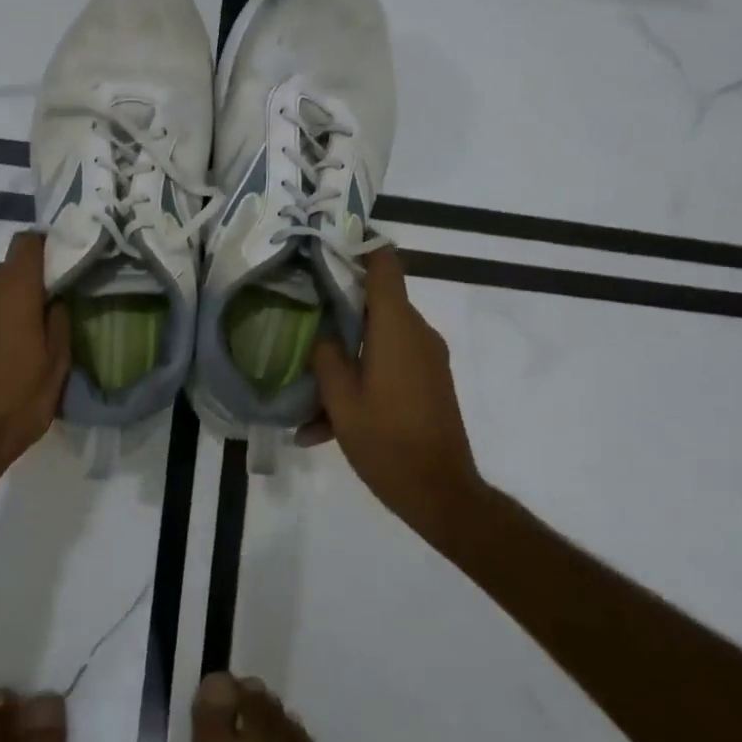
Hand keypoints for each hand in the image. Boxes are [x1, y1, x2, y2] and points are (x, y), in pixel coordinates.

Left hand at [0, 233, 71, 497]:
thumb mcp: (55, 369)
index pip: (28, 243)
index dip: (45, 249)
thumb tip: (54, 300)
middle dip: (21, 288)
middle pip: (4, 271)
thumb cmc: (13, 405)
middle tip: (36, 322)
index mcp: (13, 291)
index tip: (56, 271)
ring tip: (5, 345)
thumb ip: (59, 324)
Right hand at [306, 248, 487, 537]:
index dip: (358, 248)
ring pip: (379, 340)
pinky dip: (362, 380)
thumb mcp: (341, 402)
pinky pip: (391, 365)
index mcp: (396, 328)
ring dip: (346, 358)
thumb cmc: (387, 443)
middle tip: (299, 319)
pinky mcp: (430, 382)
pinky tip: (327, 422)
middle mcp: (418, 333)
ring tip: (308, 395)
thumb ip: (326, 358)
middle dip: (338, 311)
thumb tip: (324, 335)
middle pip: (376, 302)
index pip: (384, 265)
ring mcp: (428, 359)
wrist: (441, 493)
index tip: (326, 248)